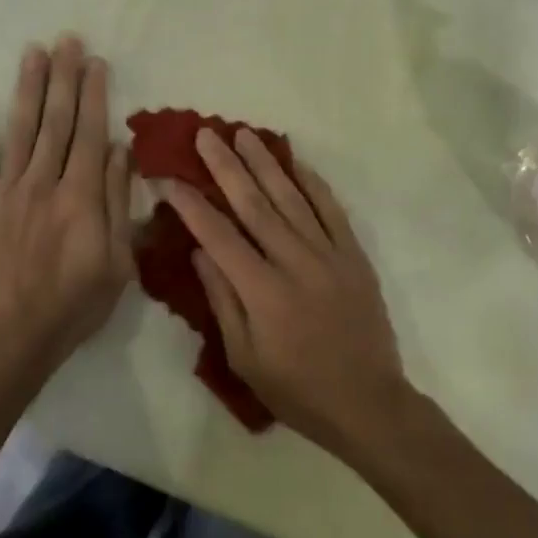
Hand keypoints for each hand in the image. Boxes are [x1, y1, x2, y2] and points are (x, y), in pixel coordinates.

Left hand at [0, 37, 133, 374]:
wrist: (14, 338)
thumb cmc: (76, 303)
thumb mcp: (118, 261)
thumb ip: (117, 202)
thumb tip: (120, 151)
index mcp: (81, 196)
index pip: (90, 133)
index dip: (94, 94)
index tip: (96, 62)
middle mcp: (43, 183)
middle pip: (56, 121)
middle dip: (64, 77)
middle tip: (67, 40)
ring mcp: (7, 192)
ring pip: (21, 131)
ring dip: (28, 89)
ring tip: (33, 52)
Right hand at [165, 129, 410, 454]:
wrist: (368, 403)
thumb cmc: (297, 389)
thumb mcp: (245, 358)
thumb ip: (222, 301)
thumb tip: (200, 251)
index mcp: (263, 291)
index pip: (218, 235)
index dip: (191, 204)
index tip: (170, 178)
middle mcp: (295, 262)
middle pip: (254, 204)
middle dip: (226, 167)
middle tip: (207, 135)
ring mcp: (328, 254)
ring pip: (291, 198)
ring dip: (266, 163)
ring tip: (244, 134)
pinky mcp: (353, 255)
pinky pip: (331, 209)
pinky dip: (313, 183)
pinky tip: (296, 162)